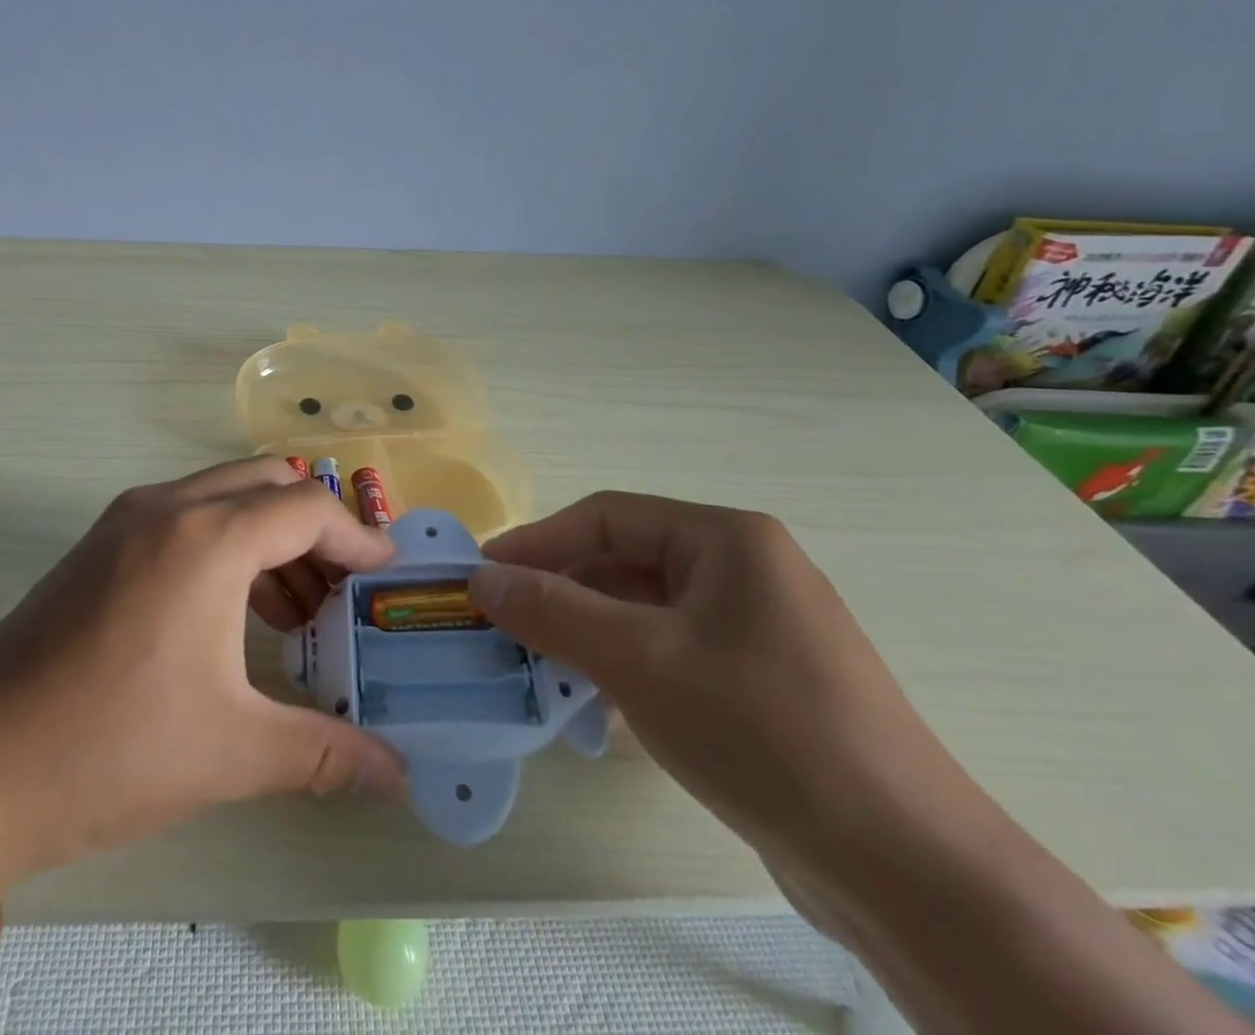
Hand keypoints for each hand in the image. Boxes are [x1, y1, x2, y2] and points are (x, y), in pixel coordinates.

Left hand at [0, 458, 404, 881]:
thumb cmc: (112, 750)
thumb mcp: (230, 751)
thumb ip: (325, 753)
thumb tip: (398, 776)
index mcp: (207, 539)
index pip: (307, 508)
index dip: (355, 536)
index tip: (384, 573)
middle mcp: (169, 506)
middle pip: (267, 481)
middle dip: (315, 525)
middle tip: (341, 588)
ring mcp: (127, 517)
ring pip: (224, 492)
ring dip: (269, 532)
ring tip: (295, 610)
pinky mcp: (101, 540)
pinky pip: (186, 513)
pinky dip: (227, 540)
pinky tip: (233, 611)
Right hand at [472, 493, 981, 865]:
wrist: (909, 873)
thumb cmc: (762, 732)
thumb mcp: (639, 661)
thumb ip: (552, 611)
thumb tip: (481, 577)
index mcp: (727, 540)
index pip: (606, 517)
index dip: (538, 541)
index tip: (483, 573)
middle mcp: (746, 571)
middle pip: (626, 562)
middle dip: (561, 591)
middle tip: (502, 624)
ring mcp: (758, 629)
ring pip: (646, 611)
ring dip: (587, 632)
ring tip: (535, 664)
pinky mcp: (763, 684)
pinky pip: (672, 653)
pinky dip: (625, 667)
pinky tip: (593, 704)